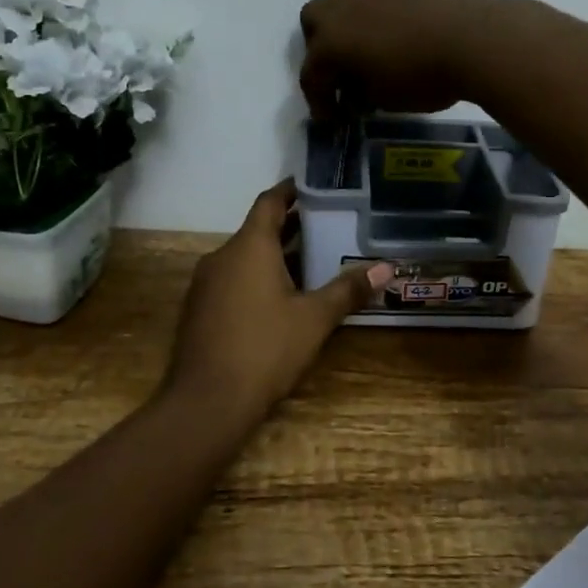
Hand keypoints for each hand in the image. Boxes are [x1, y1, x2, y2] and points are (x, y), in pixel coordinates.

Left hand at [163, 180, 392, 427]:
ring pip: (244, 258)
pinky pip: (232, 281)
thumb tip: (386, 268)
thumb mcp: (314, 319)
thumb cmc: (266, 349)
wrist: (208, 401)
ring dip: (275, 256)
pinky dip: (257, 278)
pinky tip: (281, 299)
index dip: (290, 191)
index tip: (312, 186)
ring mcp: (206, 284)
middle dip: (290, 228)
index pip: (269, 203)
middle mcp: (222, 257)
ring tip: (312, 262)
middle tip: (327, 226)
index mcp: (249, 247)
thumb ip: (348, 290)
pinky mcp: (200, 310)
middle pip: (258, 230)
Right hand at [298, 0, 511, 117]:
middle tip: (341, 76)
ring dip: (340, 21)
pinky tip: (390, 35)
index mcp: (330, 42)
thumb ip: (360, 93)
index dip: (319, 102)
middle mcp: (340, 9)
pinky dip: (369, 14)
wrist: (471, 38)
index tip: (330, 120)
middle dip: (320, 51)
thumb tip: (356, 89)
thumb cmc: (421, 78)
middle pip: (313, 25)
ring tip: (360, 45)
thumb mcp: (383, 99)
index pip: (312, 75)